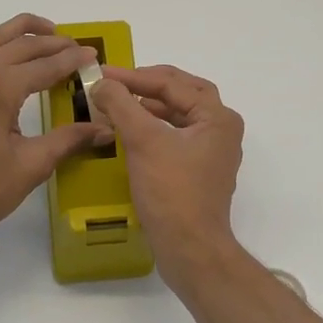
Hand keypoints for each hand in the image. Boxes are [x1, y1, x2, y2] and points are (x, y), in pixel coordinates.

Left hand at [0, 14, 110, 250]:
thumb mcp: (30, 166)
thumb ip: (68, 140)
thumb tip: (104, 129)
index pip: (45, 64)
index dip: (73, 60)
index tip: (94, 56)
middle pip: (19, 44)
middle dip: (52, 42)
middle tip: (76, 48)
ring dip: (21, 34)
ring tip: (46, 36)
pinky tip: (8, 66)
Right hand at [89, 64, 244, 278]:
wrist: (190, 248)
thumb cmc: (171, 192)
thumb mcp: (144, 142)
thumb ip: (121, 105)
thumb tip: (101, 83)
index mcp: (217, 117)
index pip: (172, 84)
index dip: (133, 77)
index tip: (101, 75)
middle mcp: (221, 131)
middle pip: (182, 95)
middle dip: (147, 86)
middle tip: (115, 83)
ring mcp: (211, 154)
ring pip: (178, 117)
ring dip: (149, 108)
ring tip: (118, 105)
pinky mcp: (199, 174)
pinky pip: (175, 139)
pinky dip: (153, 130)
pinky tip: (130, 134)